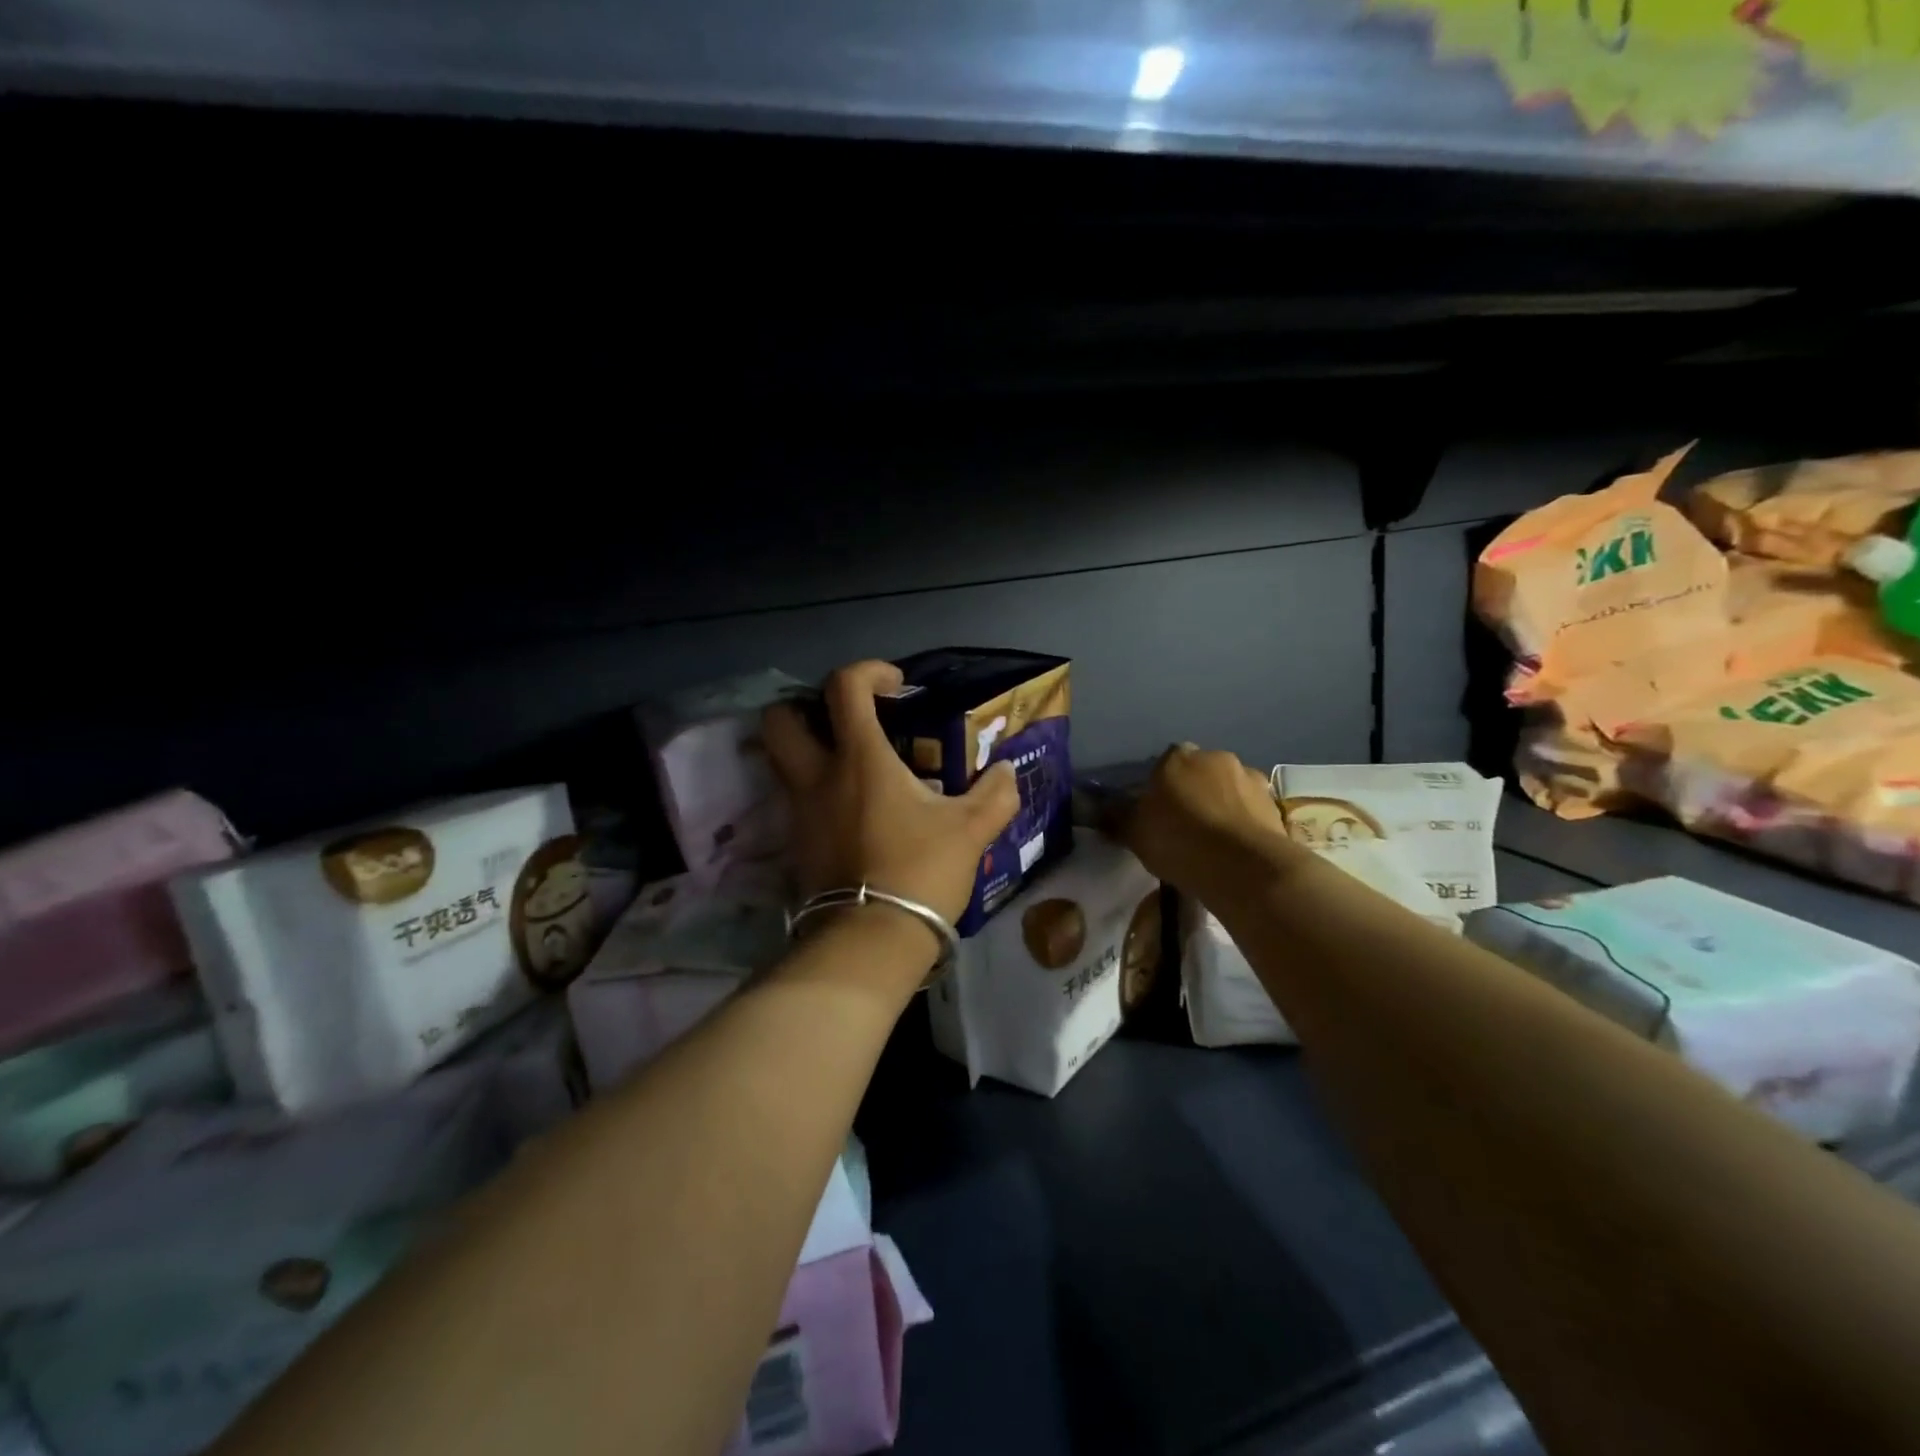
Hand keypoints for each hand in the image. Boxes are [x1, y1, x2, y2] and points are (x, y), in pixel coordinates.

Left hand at [762, 661, 1020, 933]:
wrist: (871, 939)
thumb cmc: (920, 871)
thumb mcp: (970, 830)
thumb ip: (994, 794)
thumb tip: (1007, 771)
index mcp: (859, 758)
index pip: (843, 687)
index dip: (868, 671)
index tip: (896, 686)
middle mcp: (817, 776)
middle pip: (780, 718)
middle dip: (805, 706)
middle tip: (845, 720)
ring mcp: (799, 811)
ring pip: (780, 759)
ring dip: (807, 747)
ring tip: (850, 763)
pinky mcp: (795, 843)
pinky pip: (794, 798)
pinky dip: (814, 788)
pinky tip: (849, 807)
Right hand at [1122, 744, 1298, 892]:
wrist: (1243, 867)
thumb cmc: (1179, 841)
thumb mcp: (1134, 833)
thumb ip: (1116, 818)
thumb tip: (1098, 809)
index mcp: (1177, 757)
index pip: (1164, 763)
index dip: (1161, 786)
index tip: (1157, 812)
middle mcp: (1216, 758)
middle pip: (1199, 772)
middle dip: (1194, 792)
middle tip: (1185, 826)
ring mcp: (1250, 778)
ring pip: (1228, 789)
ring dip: (1222, 805)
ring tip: (1214, 841)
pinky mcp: (1274, 805)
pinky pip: (1251, 811)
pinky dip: (1243, 823)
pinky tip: (1236, 849)